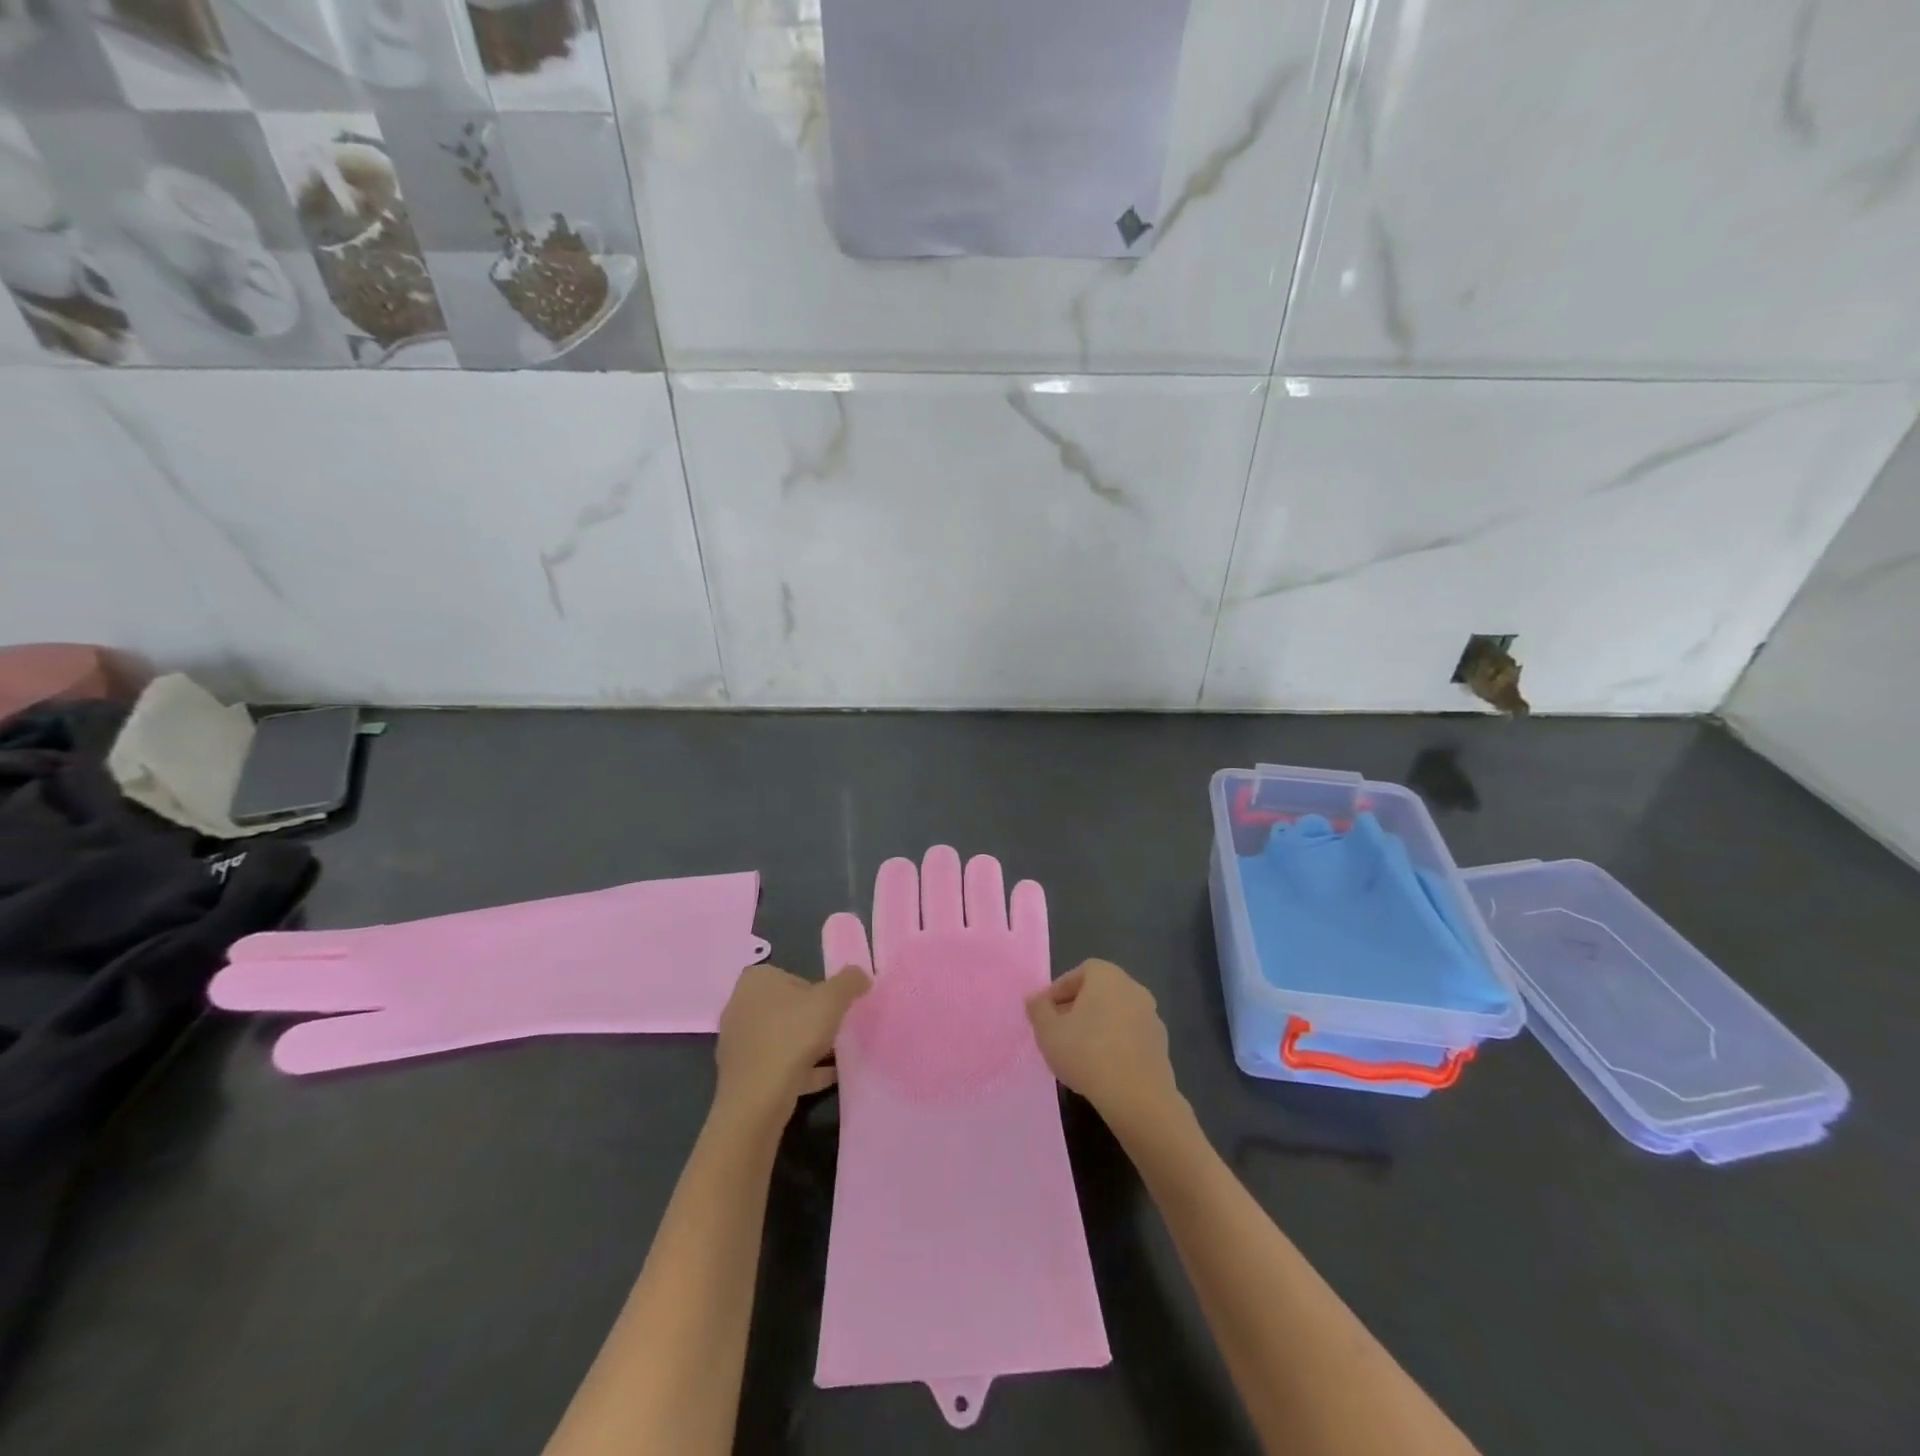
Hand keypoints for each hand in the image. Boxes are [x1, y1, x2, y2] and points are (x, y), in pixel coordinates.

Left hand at [715, 962, 870, 1122]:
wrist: (758, 1097)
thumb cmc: (792, 1035)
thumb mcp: (832, 1000)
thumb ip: (850, 982)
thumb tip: (862, 976)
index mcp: (756, 981)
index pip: (795, 978)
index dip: (818, 992)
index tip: (834, 1009)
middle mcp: (741, 1006)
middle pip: (788, 1009)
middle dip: (812, 1019)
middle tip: (835, 1031)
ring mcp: (738, 1042)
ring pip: (782, 1038)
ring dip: (807, 1046)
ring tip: (835, 1056)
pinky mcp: (742, 1074)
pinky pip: (778, 1065)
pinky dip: (801, 1069)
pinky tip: (826, 1077)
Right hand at [1026, 959, 1181, 1133]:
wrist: (1137, 1097)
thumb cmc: (1087, 1053)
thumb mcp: (1048, 1031)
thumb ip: (1038, 1009)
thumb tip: (1035, 999)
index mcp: (1107, 976)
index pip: (1078, 973)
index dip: (1058, 991)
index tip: (1045, 1014)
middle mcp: (1133, 988)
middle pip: (1098, 993)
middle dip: (1076, 1009)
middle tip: (1058, 1032)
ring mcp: (1151, 1017)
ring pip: (1115, 1015)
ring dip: (1097, 1027)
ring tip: (1078, 1054)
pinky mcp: (1161, 1045)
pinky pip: (1130, 1037)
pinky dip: (1115, 1045)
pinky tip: (1102, 1068)